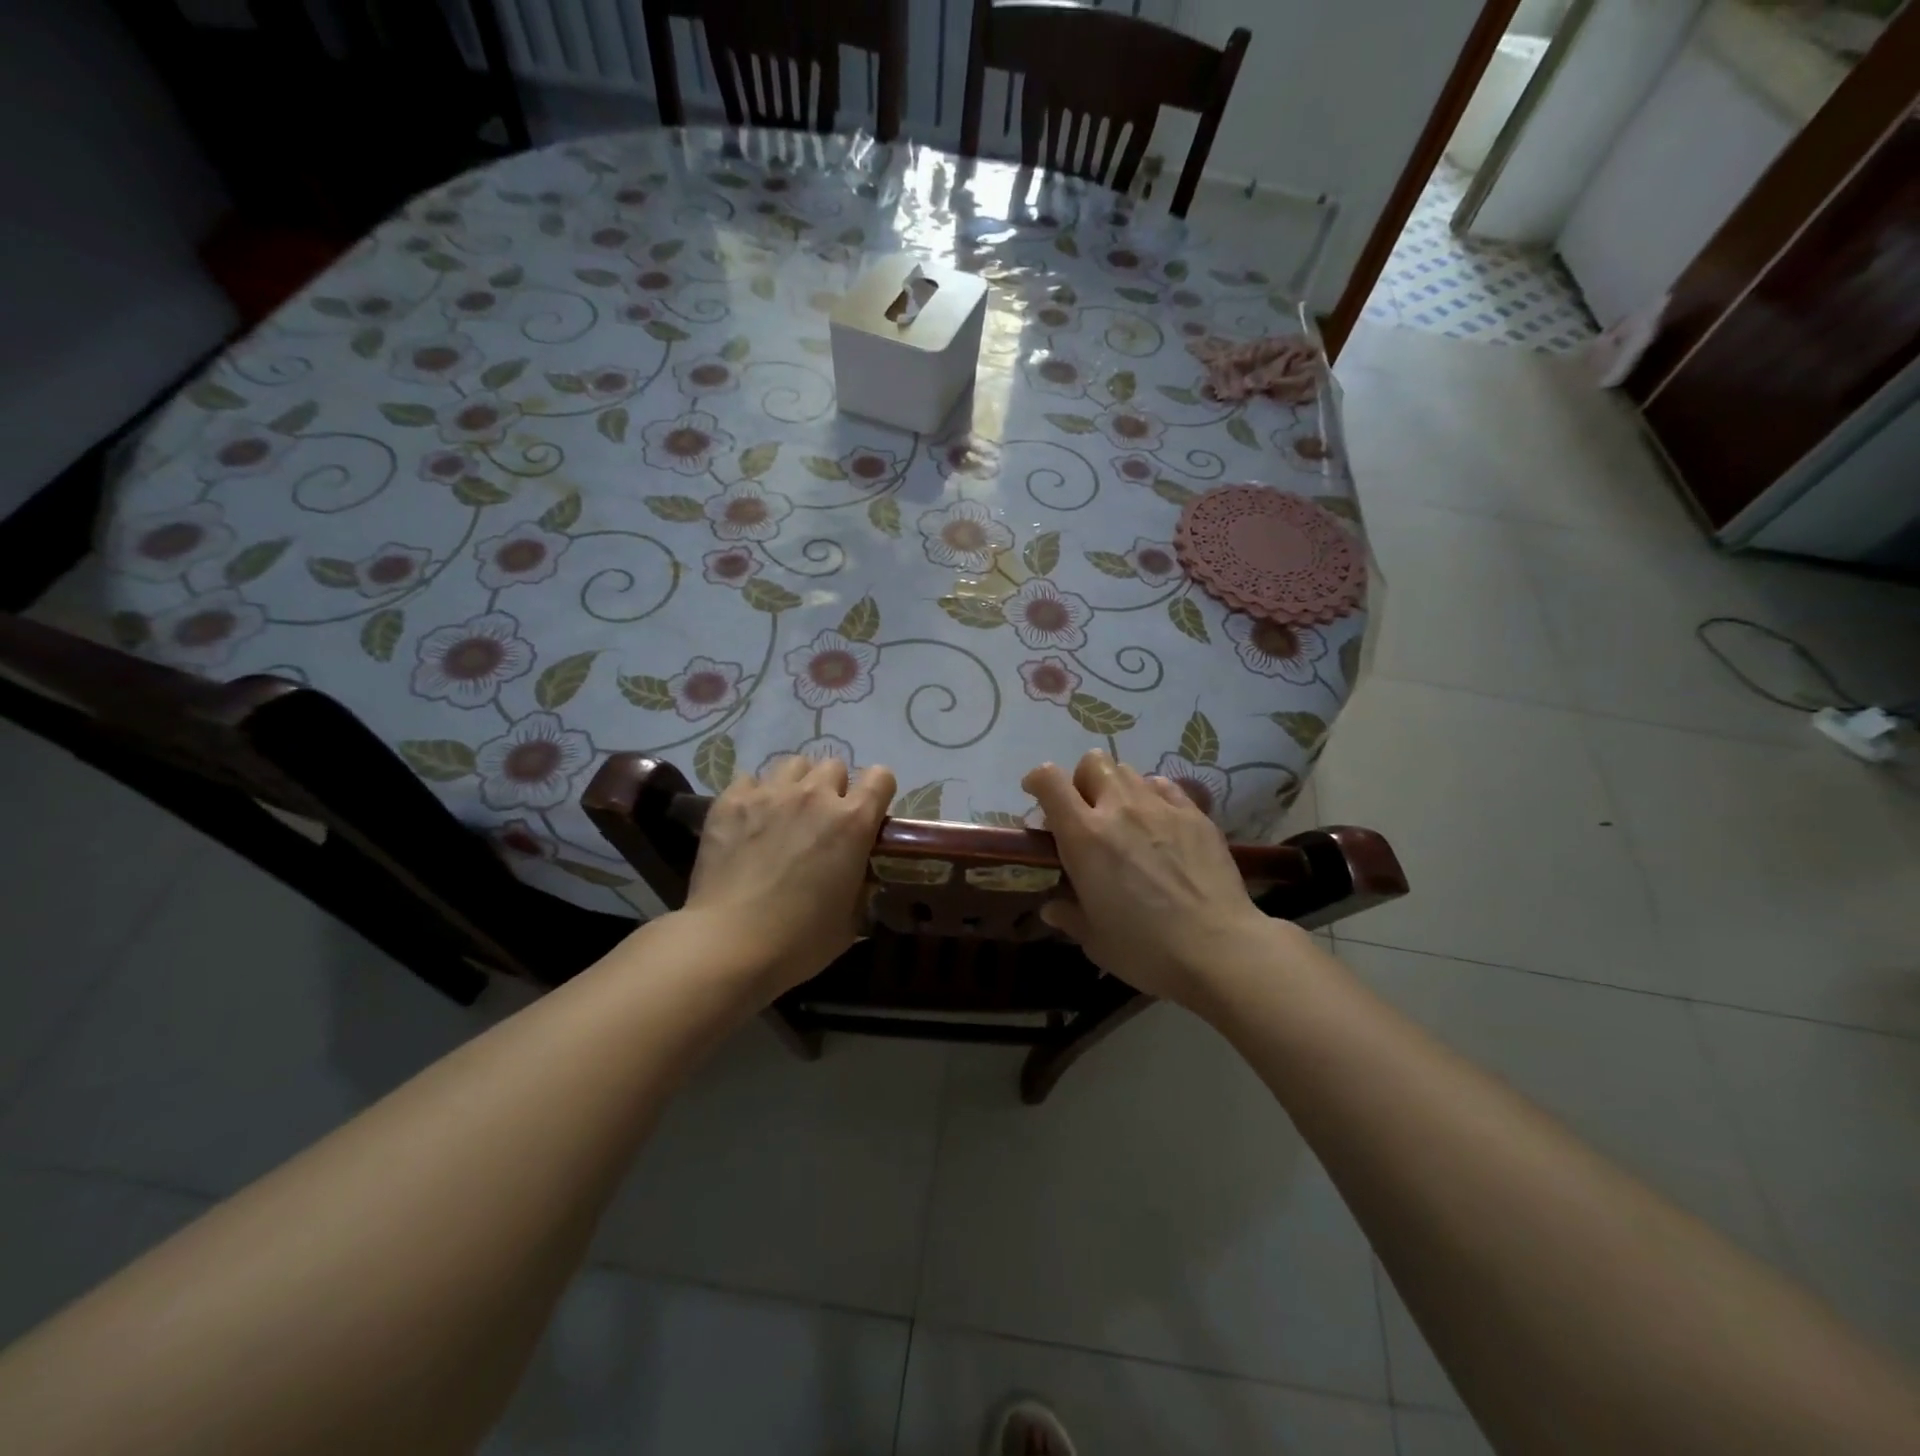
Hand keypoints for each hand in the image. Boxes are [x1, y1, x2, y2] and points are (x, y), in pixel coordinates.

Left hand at [683, 755, 895, 1000]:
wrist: (730, 944)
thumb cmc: (800, 941)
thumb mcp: (850, 920)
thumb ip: (861, 887)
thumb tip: (859, 875)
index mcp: (853, 821)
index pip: (881, 777)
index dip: (878, 792)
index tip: (870, 813)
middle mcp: (815, 796)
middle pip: (834, 766)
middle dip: (833, 788)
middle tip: (821, 820)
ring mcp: (770, 794)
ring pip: (793, 764)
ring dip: (796, 784)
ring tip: (785, 812)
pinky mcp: (730, 801)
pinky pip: (749, 779)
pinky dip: (754, 795)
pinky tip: (748, 821)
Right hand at [1022, 750, 1284, 1007]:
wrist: (1219, 948)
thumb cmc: (1145, 949)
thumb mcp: (1095, 939)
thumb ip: (1069, 915)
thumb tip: (1053, 908)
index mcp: (1085, 836)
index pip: (1050, 781)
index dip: (1037, 780)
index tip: (1035, 796)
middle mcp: (1120, 808)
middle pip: (1093, 763)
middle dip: (1081, 780)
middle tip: (1085, 812)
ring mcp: (1162, 807)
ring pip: (1130, 771)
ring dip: (1117, 788)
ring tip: (1124, 818)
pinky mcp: (1196, 815)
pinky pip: (1165, 787)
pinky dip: (1153, 796)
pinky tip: (1159, 823)